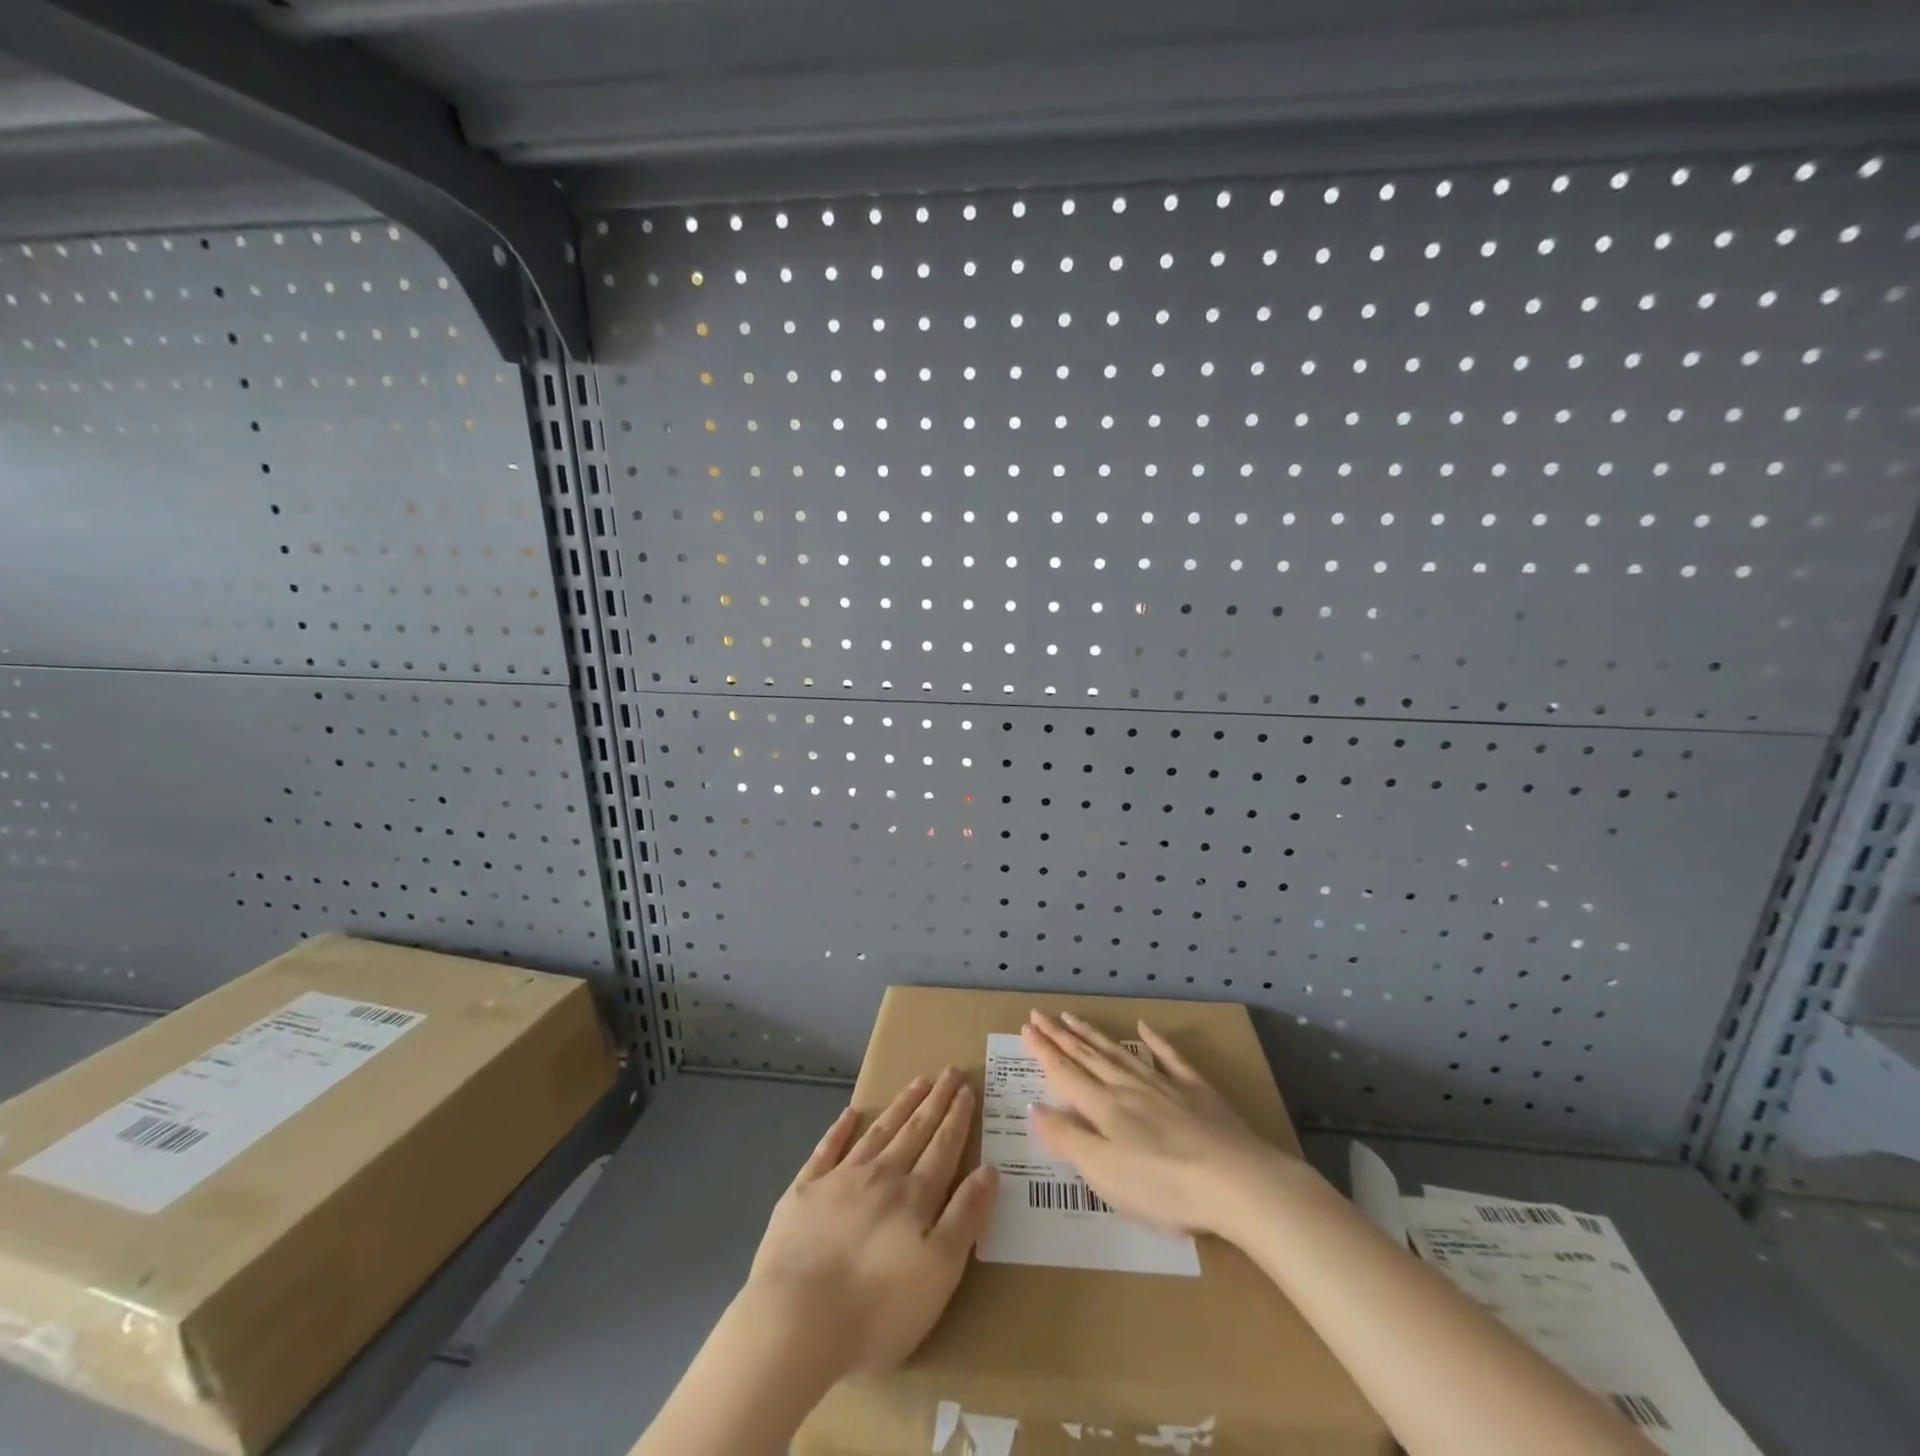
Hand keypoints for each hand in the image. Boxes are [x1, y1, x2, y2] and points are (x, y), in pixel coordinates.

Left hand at [746, 1068, 998, 1375]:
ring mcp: (839, 1179)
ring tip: (917, 1081)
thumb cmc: (877, 1309)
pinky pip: (826, 1150)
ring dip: (900, 1106)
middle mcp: (881, 1175)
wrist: (797, 1321)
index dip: (957, 1118)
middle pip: (914, 1130)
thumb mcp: (939, 1272)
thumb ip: (966, 1217)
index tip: (967, 1089)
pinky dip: (840, 1130)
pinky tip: (849, 1113)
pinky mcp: (804, 1192)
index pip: (943, 1147)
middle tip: (950, 1070)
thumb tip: (990, 1170)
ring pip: (878, 1132)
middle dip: (935, 1100)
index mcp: (914, 1196)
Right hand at [1021, 1010, 1298, 1237]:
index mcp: (1104, 1108)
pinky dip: (1155, 1041)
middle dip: (1060, 1036)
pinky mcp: (1196, 1091)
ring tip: (1072, 1017)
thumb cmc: (1164, 1187)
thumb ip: (1068, 1139)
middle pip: (1087, 1057)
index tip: (1025, 1028)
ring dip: (1092, 1035)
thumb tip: (1035, 1107)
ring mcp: (1164, 1085)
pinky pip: (1170, 1058)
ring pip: (1119, 1053)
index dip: (1043, 1051)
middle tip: (1039, 1014)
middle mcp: (1128, 1088)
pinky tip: (1144, 1027)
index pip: (1065, 1074)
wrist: (1237, 1182)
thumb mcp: (1105, 1173)